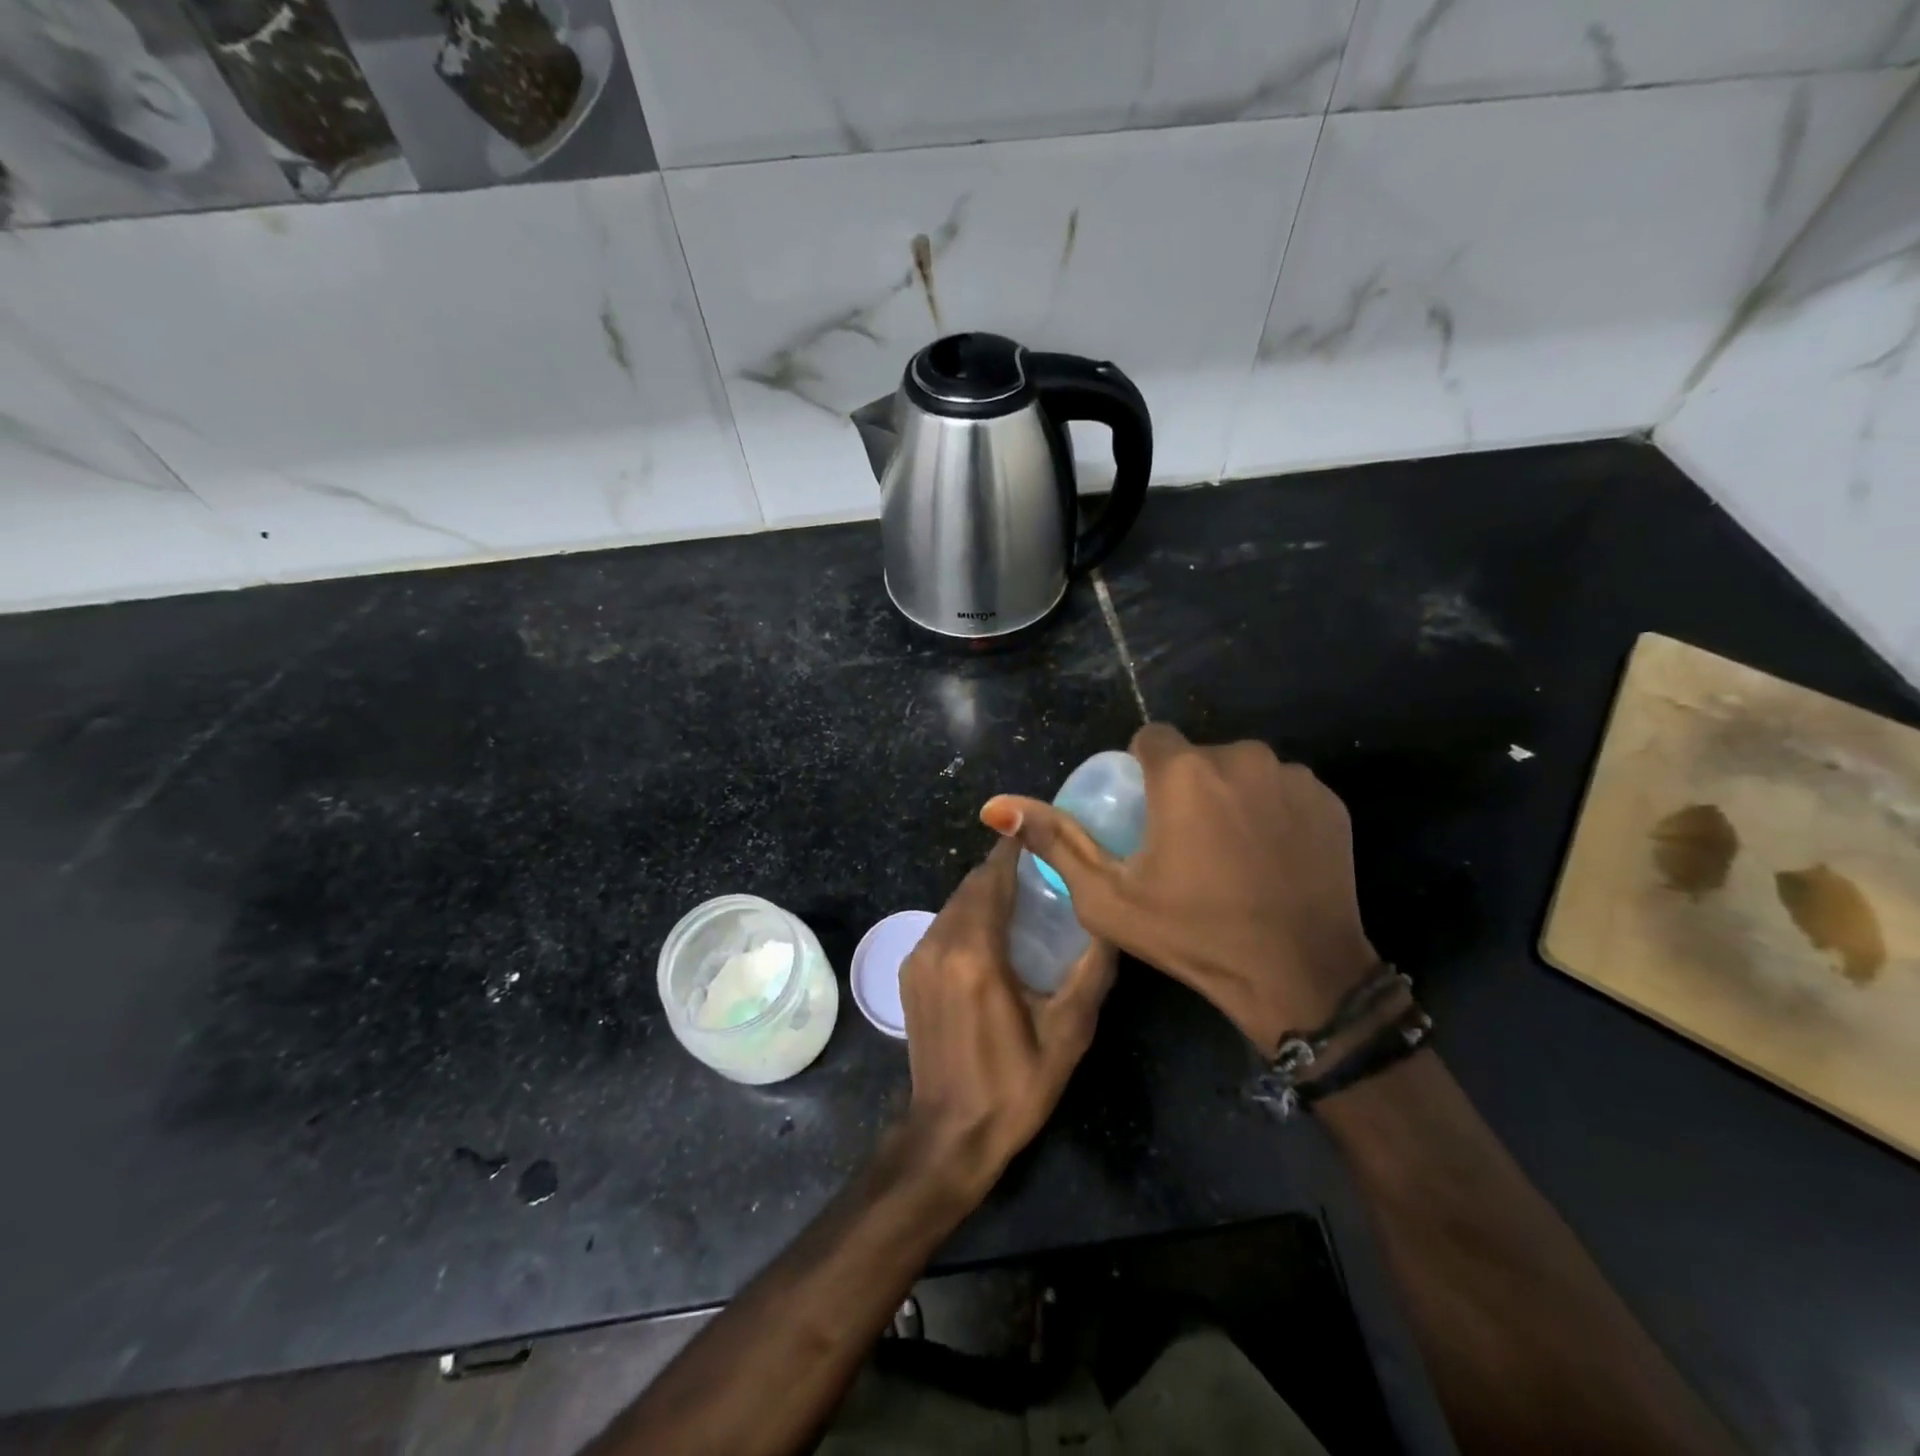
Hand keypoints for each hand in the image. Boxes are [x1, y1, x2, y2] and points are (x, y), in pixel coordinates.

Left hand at [897, 837, 1116, 1194]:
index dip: (1014, 851)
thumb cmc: (1014, 1086)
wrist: (949, 1135)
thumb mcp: (1067, 1033)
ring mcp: (917, 958)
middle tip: (1042, 868)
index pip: (992, 879)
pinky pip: (941, 925)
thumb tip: (1112, 925)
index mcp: (975, 954)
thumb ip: (1091, 972)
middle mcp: (938, 945)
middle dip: (1003, 870)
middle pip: (971, 886)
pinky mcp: (908, 973)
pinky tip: (994, 932)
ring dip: (985, 893)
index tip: (1040, 834)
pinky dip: (967, 916)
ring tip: (1024, 896)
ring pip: (954, 904)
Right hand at [982, 724, 1376, 1055]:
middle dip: (1186, 787)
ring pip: (1242, 770)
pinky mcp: (1329, 800)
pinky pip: (1283, 789)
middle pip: (1197, 756)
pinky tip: (1271, 857)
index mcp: (1184, 772)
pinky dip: (1271, 810)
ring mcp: (1292, 777)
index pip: (1150, 739)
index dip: (1142, 772)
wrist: (1300, 977)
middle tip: (1185, 845)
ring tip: (1230, 853)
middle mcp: (1240, 757)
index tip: (1146, 816)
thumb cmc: (1193, 936)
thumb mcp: (1107, 897)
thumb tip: (997, 805)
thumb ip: (1055, 842)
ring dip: (1229, 796)